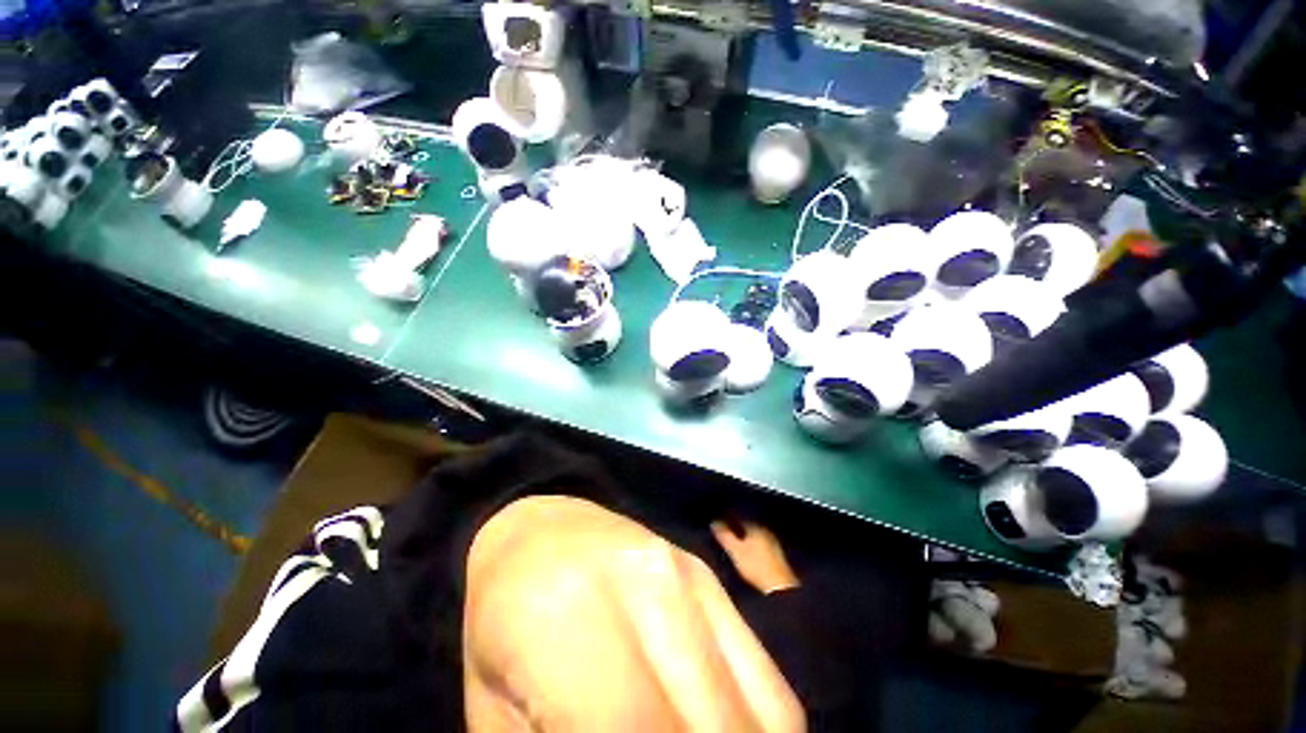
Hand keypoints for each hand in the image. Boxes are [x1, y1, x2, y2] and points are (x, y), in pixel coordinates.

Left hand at [464, 497, 803, 732]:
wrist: (540, 530)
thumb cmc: (500, 624)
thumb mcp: (495, 716)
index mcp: (570, 617)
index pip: (638, 732)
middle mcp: (648, 583)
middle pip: (715, 731)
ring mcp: (691, 574)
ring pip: (764, 715)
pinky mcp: (712, 578)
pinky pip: (769, 684)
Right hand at [711, 519, 799, 594]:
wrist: (780, 587)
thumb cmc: (755, 566)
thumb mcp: (735, 551)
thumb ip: (724, 536)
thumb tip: (714, 522)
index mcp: (755, 526)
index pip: (739, 516)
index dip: (728, 517)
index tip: (719, 519)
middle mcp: (765, 530)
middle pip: (748, 524)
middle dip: (737, 525)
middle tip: (725, 528)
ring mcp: (773, 542)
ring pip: (755, 533)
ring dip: (745, 535)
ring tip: (734, 540)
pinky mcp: (777, 555)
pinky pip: (760, 543)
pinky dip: (752, 544)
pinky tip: (748, 550)